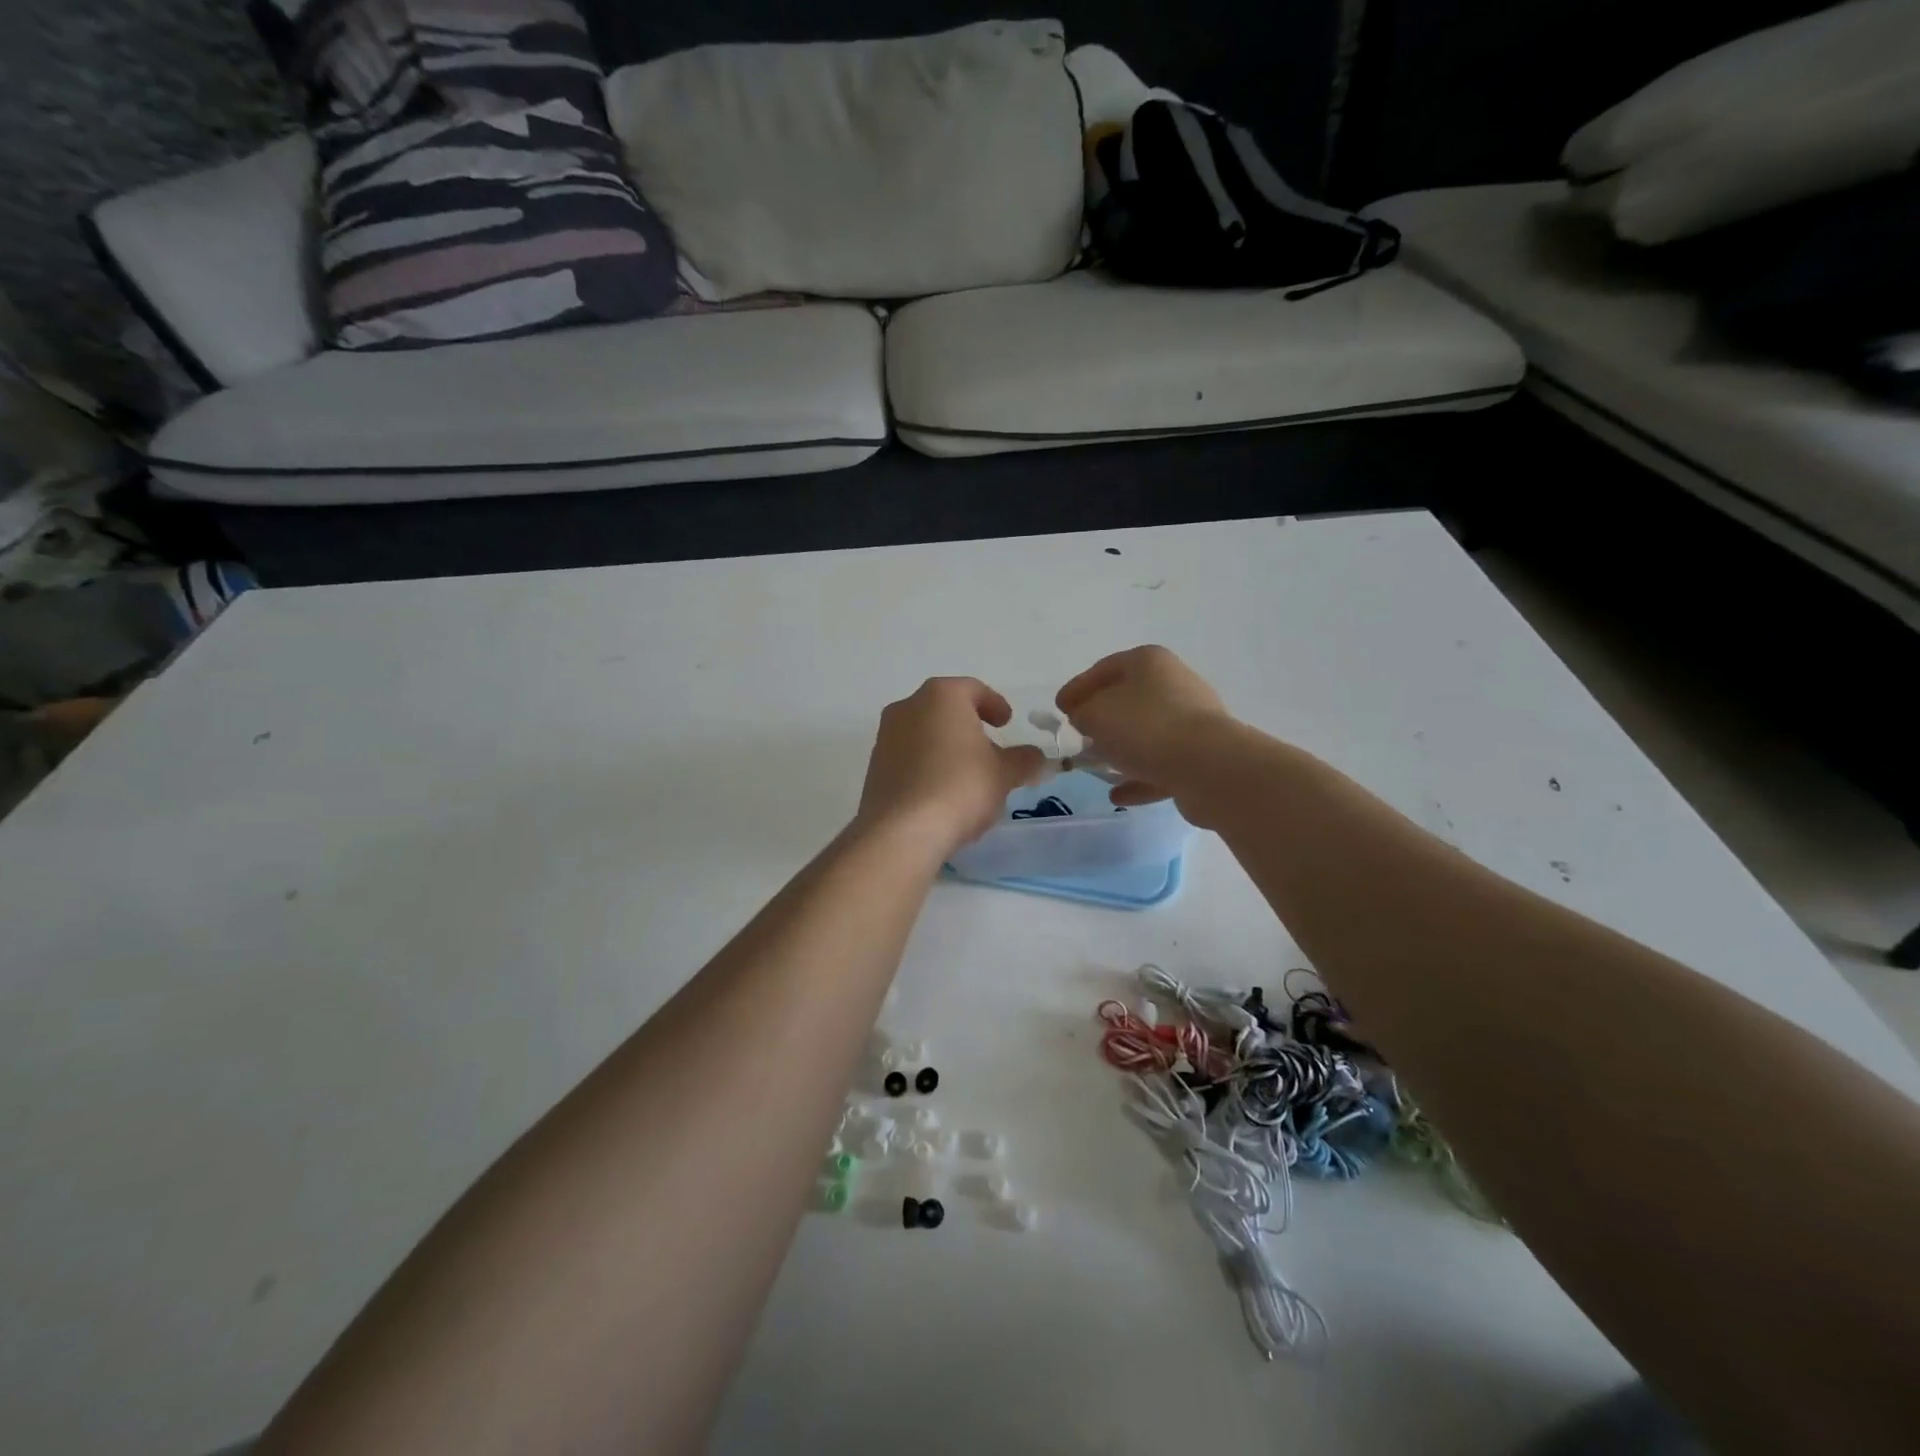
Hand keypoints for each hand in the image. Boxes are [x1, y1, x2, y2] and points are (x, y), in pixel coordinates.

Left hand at [856, 678, 1049, 854]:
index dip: (995, 705)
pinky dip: (928, 766)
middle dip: (969, 726)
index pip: (973, 689)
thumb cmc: (960, 787)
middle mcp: (908, 707)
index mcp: (942, 696)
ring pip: (925, 733)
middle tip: (991, 749)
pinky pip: (909, 758)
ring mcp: (886, 736)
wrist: (902, 830)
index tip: (1007, 722)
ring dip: (947, 747)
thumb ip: (1025, 760)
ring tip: (968, 775)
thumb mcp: (1005, 773)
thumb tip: (1038, 758)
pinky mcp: (875, 767)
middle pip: (945, 709)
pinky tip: (943, 793)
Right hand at [1055, 646, 1232, 808]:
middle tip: (1078, 735)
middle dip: (1102, 718)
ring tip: (1096, 766)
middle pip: (1129, 699)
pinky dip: (1139, 777)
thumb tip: (1084, 716)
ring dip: (1122, 749)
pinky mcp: (1202, 754)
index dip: (1077, 688)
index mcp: (1149, 662)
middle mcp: (1174, 683)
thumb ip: (1081, 712)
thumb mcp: (1095, 714)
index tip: (1059, 709)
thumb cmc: (1144, 728)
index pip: (1104, 669)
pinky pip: (1162, 763)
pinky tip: (1118, 794)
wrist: (1207, 767)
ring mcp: (1193, 720)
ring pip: (1147, 733)